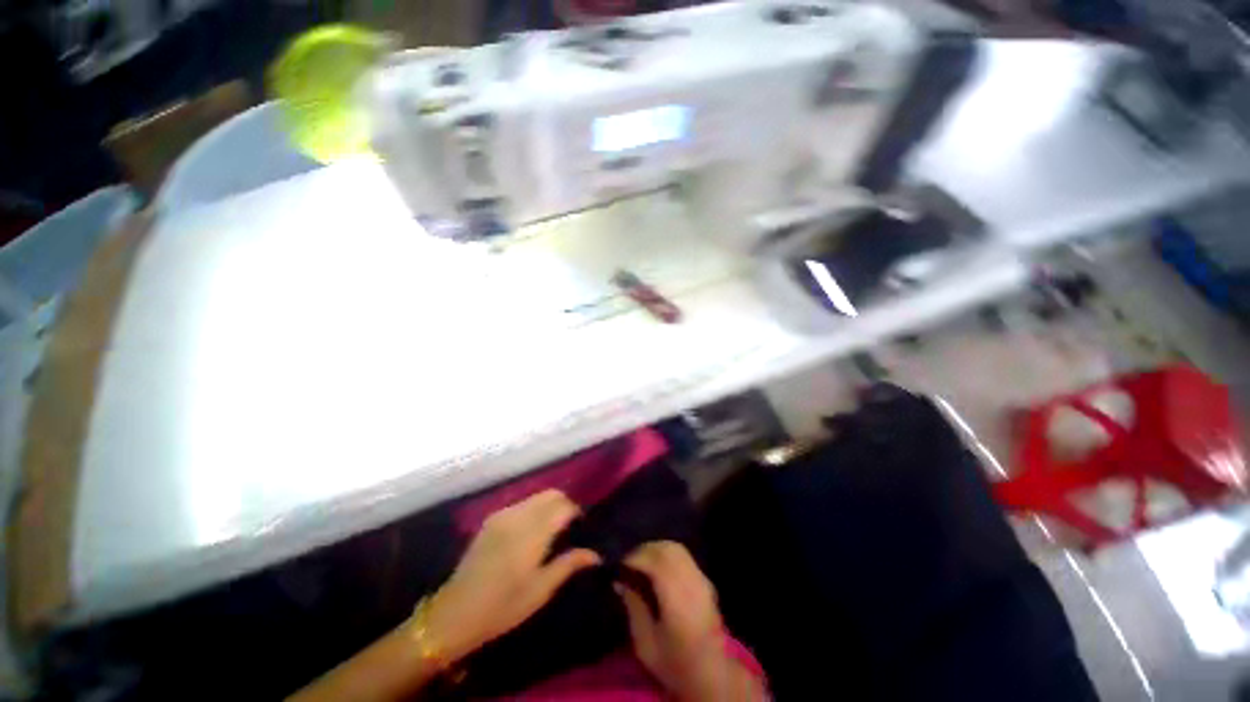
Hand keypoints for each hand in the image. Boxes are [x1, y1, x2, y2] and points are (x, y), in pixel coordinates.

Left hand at [426, 490, 599, 661]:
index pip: (563, 507)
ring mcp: (502, 515)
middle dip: (565, 504)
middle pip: (551, 494)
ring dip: (549, 505)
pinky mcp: (491, 519)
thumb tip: (595, 553)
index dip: (576, 513)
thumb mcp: (540, 590)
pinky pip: (521, 504)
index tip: (582, 527)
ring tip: (552, 528)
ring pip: (536, 496)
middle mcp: (519, 516)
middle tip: (569, 526)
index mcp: (533, 533)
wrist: (454, 614)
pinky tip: (531, 530)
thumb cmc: (503, 607)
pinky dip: (533, 508)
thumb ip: (568, 565)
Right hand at [617, 542, 761, 700]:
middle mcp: (692, 582)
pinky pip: (684, 556)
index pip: (656, 562)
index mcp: (677, 598)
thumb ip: (634, 608)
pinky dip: (668, 555)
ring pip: (676, 548)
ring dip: (656, 550)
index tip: (620, 568)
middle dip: (644, 551)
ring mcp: (701, 579)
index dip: (636, 558)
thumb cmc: (674, 663)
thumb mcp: (645, 644)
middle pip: (667, 549)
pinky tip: (658, 569)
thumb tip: (621, 582)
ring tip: (642, 564)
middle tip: (629, 564)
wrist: (711, 674)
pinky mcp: (706, 580)